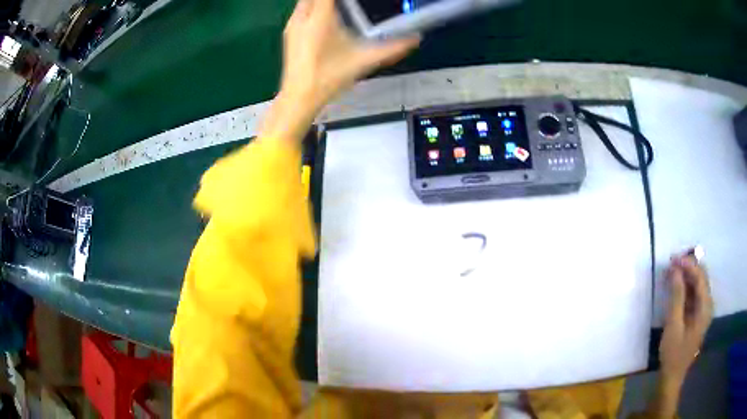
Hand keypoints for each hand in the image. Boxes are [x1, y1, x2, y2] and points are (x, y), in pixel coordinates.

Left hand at [281, 0, 419, 112]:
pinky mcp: (289, 32)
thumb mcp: (364, 60)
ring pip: (306, 0)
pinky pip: (301, 9)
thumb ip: (392, 48)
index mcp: (320, 18)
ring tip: (341, 8)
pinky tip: (326, 18)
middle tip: (348, 5)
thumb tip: (415, 40)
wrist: (300, 97)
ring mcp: (293, 24)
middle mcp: (303, 16)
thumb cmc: (330, 78)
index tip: (355, 1)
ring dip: (321, 0)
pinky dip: (313, 6)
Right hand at [659, 254, 712, 385]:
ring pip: (698, 284)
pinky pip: (694, 294)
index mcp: (705, 307)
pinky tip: (676, 286)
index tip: (673, 259)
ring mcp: (703, 310)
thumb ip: (676, 296)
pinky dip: (685, 287)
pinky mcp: (697, 315)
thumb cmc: (673, 354)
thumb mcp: (673, 326)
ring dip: (686, 276)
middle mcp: (707, 304)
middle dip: (688, 267)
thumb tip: (675, 270)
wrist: (672, 377)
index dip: (688, 264)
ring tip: (672, 271)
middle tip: (672, 263)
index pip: (700, 277)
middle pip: (701, 277)